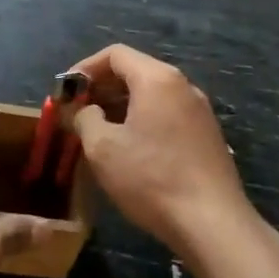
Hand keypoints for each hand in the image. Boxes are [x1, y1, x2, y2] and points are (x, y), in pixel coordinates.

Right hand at [70, 44, 256, 260]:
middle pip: (135, 71)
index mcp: (157, 79)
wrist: (212, 224)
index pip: (115, 54)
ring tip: (98, 131)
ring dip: (121, 105)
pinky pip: (167, 114)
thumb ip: (84, 119)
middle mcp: (182, 86)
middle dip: (102, 87)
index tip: (66, 91)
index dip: (85, 68)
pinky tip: (129, 148)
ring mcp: (199, 111)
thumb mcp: (102, 148)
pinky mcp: (207, 135)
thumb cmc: (151, 178)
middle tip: (77, 111)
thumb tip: (85, 111)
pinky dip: (142, 119)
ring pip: (152, 94)